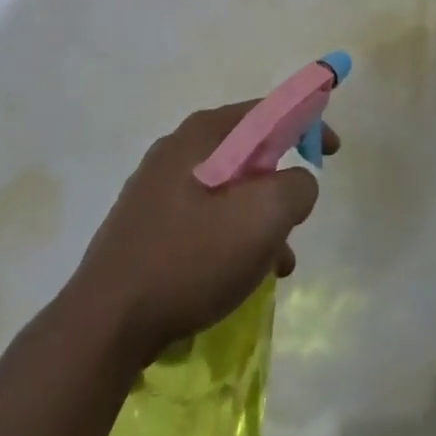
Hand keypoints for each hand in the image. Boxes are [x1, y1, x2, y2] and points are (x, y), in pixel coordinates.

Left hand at [67, 102, 336, 367]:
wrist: (105, 325)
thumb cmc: (189, 259)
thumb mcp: (262, 218)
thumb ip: (296, 187)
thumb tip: (296, 183)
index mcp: (203, 135)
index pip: (267, 110)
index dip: (306, 123)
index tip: (330, 152)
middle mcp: (177, 150)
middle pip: (248, 151)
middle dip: (281, 181)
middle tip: (298, 215)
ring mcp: (157, 188)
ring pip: (229, 189)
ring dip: (260, 218)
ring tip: (277, 263)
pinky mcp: (147, 224)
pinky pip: (205, 216)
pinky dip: (232, 236)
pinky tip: (241, 277)